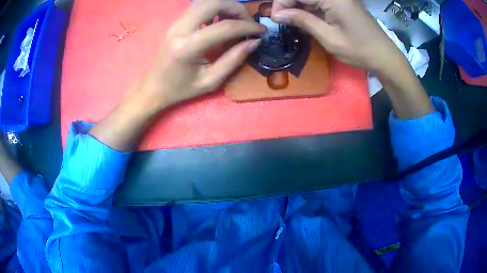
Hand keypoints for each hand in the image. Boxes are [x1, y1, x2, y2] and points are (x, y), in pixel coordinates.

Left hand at [143, 0, 265, 107]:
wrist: (155, 87)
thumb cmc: (181, 89)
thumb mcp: (211, 81)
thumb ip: (234, 59)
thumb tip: (255, 41)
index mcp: (188, 47)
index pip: (224, 26)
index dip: (247, 26)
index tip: (261, 31)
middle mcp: (180, 28)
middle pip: (214, 3)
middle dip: (236, 9)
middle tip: (247, 23)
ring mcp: (177, 23)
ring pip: (206, 1)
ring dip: (226, 6)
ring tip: (236, 21)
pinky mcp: (177, 22)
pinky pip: (200, 6)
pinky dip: (215, 9)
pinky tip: (221, 21)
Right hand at [271, 0, 403, 71]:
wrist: (384, 56)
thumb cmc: (359, 50)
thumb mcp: (328, 37)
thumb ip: (303, 21)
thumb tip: (277, 14)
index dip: (282, 3)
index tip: (275, 18)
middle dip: (289, 3)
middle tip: (281, 20)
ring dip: (299, 7)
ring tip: (292, 21)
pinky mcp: (343, 3)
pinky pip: (321, 2)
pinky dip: (311, 9)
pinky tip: (305, 19)